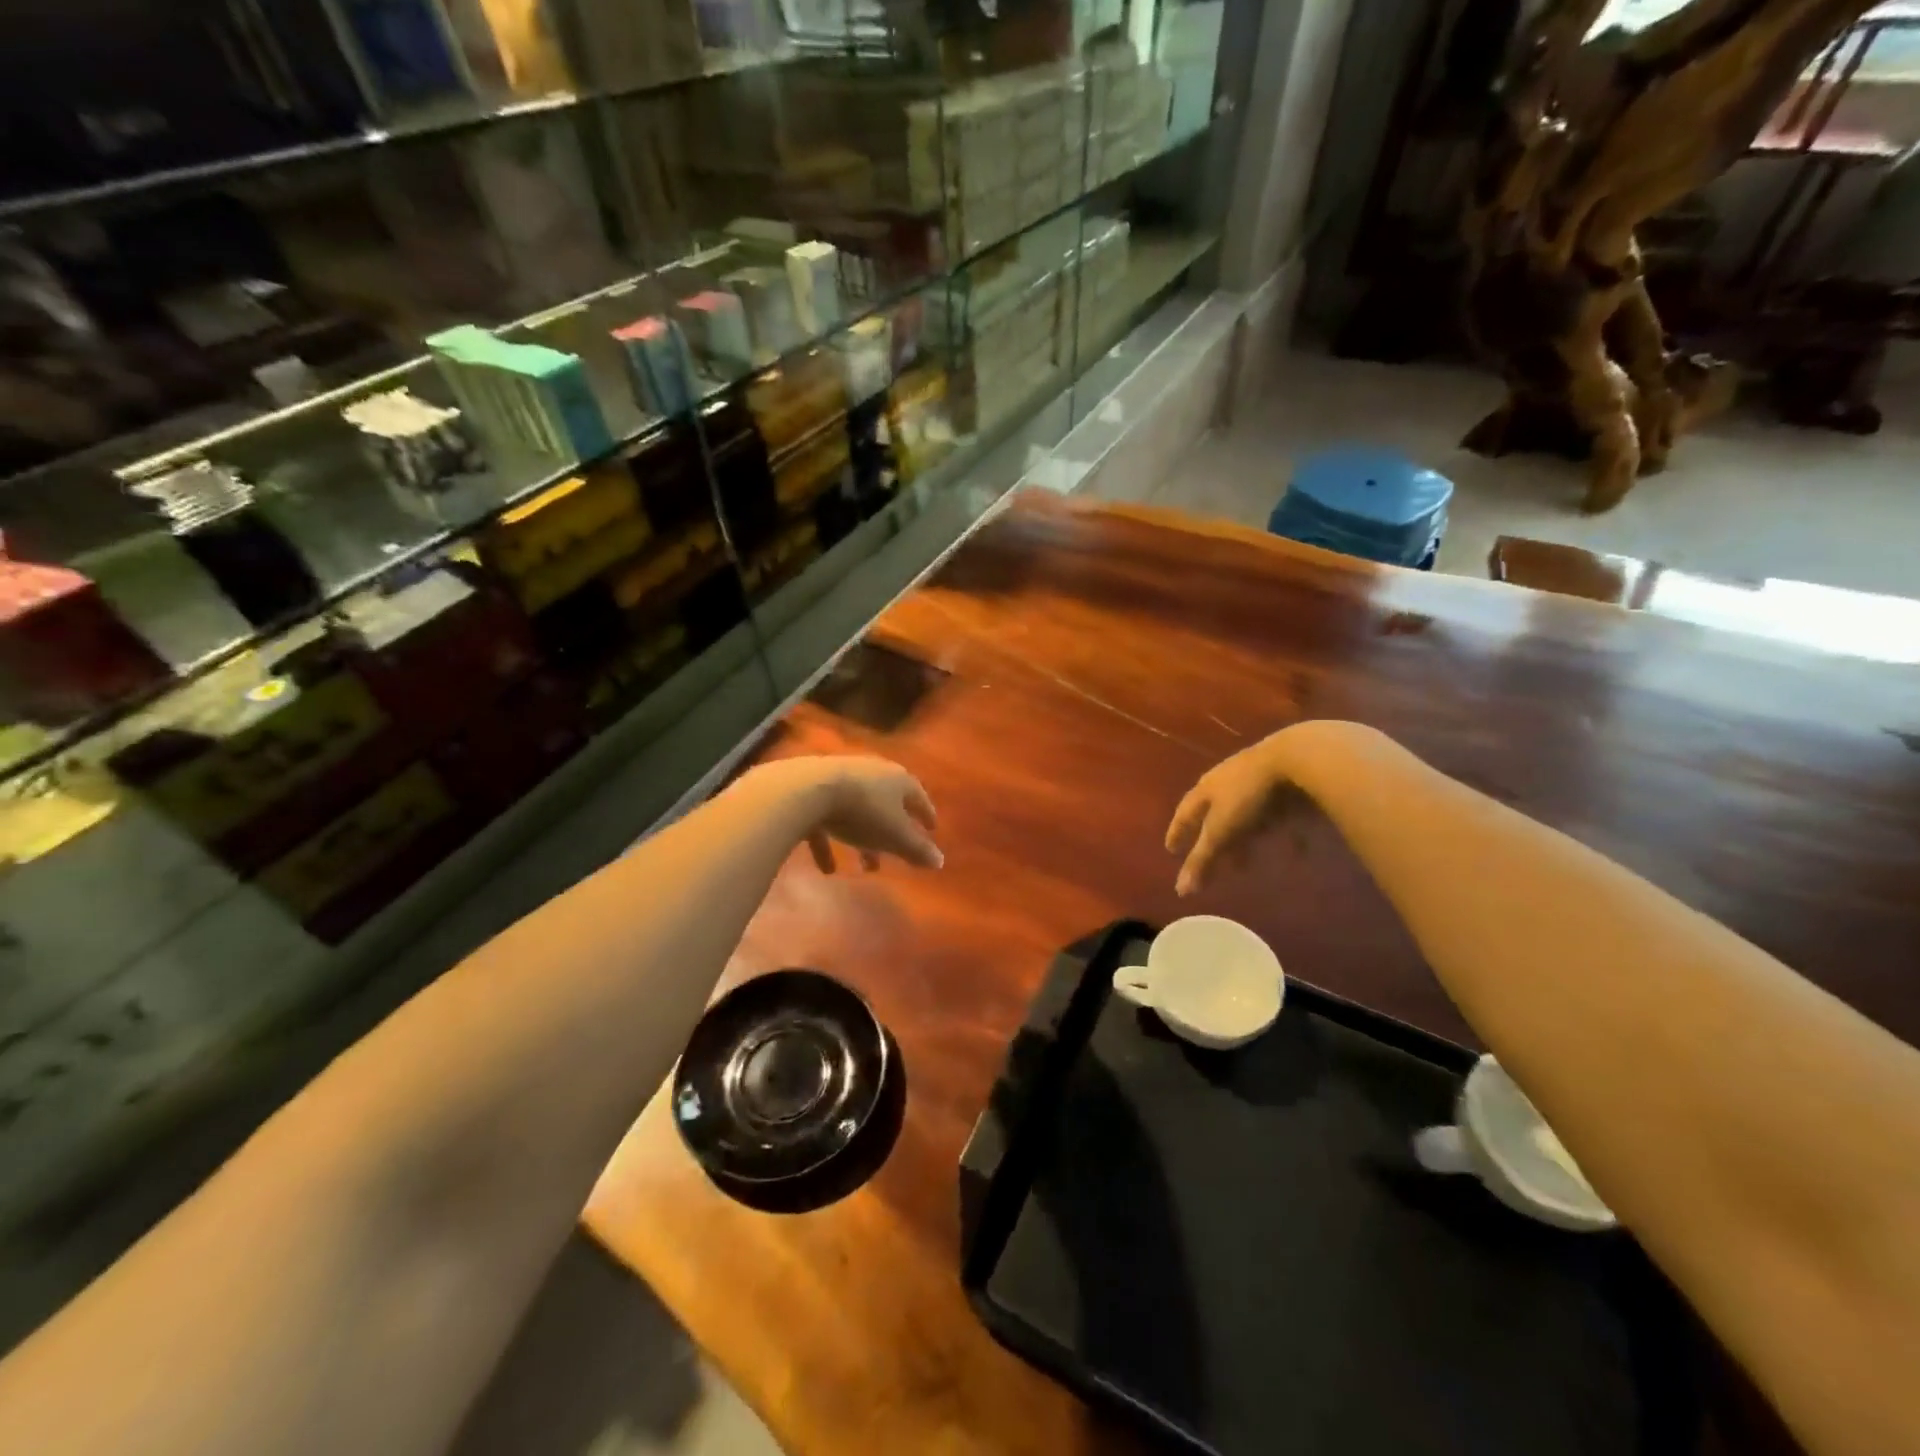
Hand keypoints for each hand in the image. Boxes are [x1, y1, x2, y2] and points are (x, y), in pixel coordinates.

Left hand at [749, 756, 941, 872]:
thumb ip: (918, 850)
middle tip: (895, 855)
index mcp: (897, 780)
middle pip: (886, 804)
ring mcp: (840, 780)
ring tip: (864, 867)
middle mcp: (871, 774)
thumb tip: (940, 861)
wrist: (807, 790)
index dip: (925, 815)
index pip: (918, 796)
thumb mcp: (896, 836)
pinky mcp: (812, 791)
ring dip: (861, 839)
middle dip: (891, 831)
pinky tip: (827, 869)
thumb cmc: (863, 812)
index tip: (931, 829)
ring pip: (856, 813)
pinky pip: (825, 820)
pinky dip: (828, 843)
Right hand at [1165, 730, 1320, 895]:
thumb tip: (1180, 891)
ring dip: (1245, 838)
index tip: (1171, 850)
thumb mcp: (1221, 831)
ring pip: (1247, 816)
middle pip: (1215, 815)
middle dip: (1213, 840)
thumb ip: (1203, 859)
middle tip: (1214, 862)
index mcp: (1206, 789)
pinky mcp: (1288, 786)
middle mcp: (1228, 783)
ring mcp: (1259, 782)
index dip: (1178, 832)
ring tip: (1247, 861)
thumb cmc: (1248, 795)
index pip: (1185, 813)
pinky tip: (1296, 854)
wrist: (1298, 759)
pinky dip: (1284, 836)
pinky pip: (1282, 818)